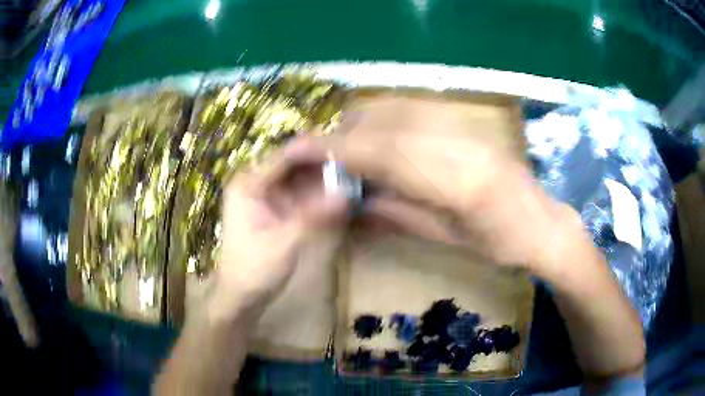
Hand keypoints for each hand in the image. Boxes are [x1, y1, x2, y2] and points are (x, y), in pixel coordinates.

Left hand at [208, 138, 347, 319]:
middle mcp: (256, 183)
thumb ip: (315, 216)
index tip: (346, 148)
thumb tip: (347, 194)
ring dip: (324, 179)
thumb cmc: (254, 270)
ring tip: (354, 173)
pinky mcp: (277, 210)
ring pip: (299, 179)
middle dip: (322, 164)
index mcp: (248, 184)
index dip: (314, 151)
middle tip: (355, 161)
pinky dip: (319, 195)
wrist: (242, 298)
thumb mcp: (285, 242)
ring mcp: (267, 197)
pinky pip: (301, 195)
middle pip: (293, 166)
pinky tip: (341, 192)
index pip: (284, 157)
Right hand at [330, 97, 572, 270]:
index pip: (384, 153)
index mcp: (460, 181)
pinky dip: (387, 122)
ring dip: (364, 124)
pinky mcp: (469, 124)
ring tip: (348, 149)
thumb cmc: (501, 247)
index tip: (300, 148)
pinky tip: (381, 141)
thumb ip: (396, 214)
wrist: (543, 223)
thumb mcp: (447, 240)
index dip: (338, 148)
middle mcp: (462, 143)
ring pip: (400, 110)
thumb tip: (351, 199)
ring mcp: (468, 128)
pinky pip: (416, 112)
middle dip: (345, 134)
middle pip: (387, 122)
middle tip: (320, 154)